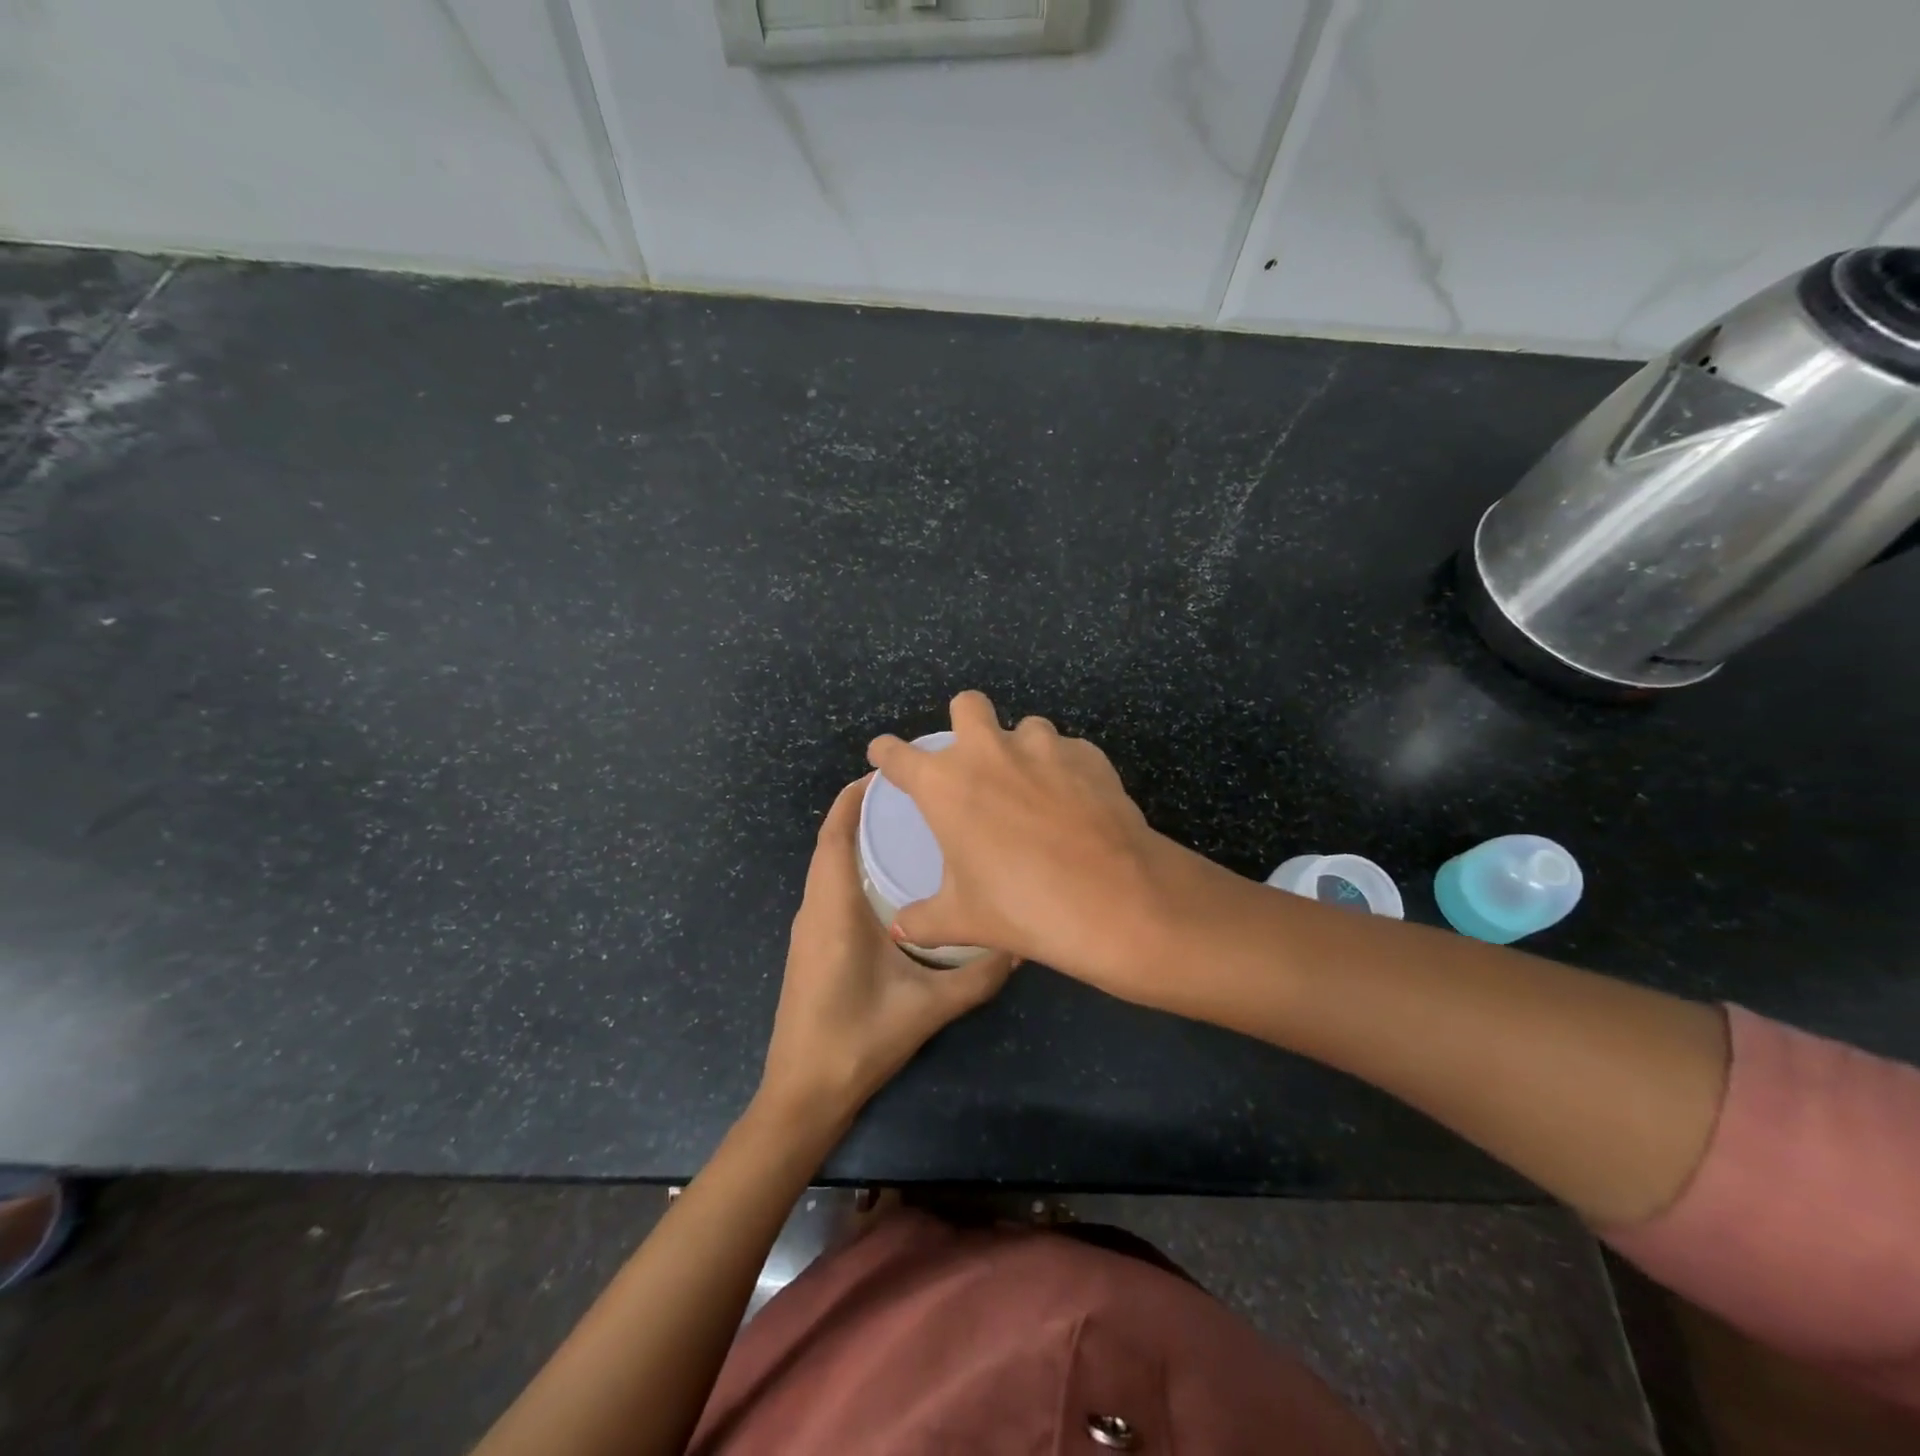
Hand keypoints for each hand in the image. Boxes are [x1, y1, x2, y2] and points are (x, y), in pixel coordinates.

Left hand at [757, 775, 1015, 1126]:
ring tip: (905, 828)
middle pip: (831, 843)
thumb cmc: (858, 1041)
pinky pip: (829, 888)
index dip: (852, 798)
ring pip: (828, 866)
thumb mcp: (928, 1008)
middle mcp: (815, 909)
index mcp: (834, 909)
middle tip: (912, 796)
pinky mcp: (811, 946)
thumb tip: (1020, 942)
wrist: (804, 1094)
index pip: (834, 835)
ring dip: (855, 839)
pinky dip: (850, 867)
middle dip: (862, 812)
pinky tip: (889, 880)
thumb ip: (978, 975)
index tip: (886, 773)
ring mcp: (809, 929)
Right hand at [865, 691, 1188, 995]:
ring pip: (1025, 727)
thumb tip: (901, 927)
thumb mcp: (963, 920)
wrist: (1114, 899)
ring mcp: (1044, 746)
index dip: (886, 753)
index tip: (884, 755)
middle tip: (974, 761)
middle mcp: (990, 751)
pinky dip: (1065, 770)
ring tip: (1035, 792)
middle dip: (964, 722)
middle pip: (967, 705)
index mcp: (945, 784)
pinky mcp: (1089, 754)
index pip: (898, 755)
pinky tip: (1075, 805)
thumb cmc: (1022, 907)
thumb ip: (923, 919)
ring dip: (1022, 751)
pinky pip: (1068, 751)